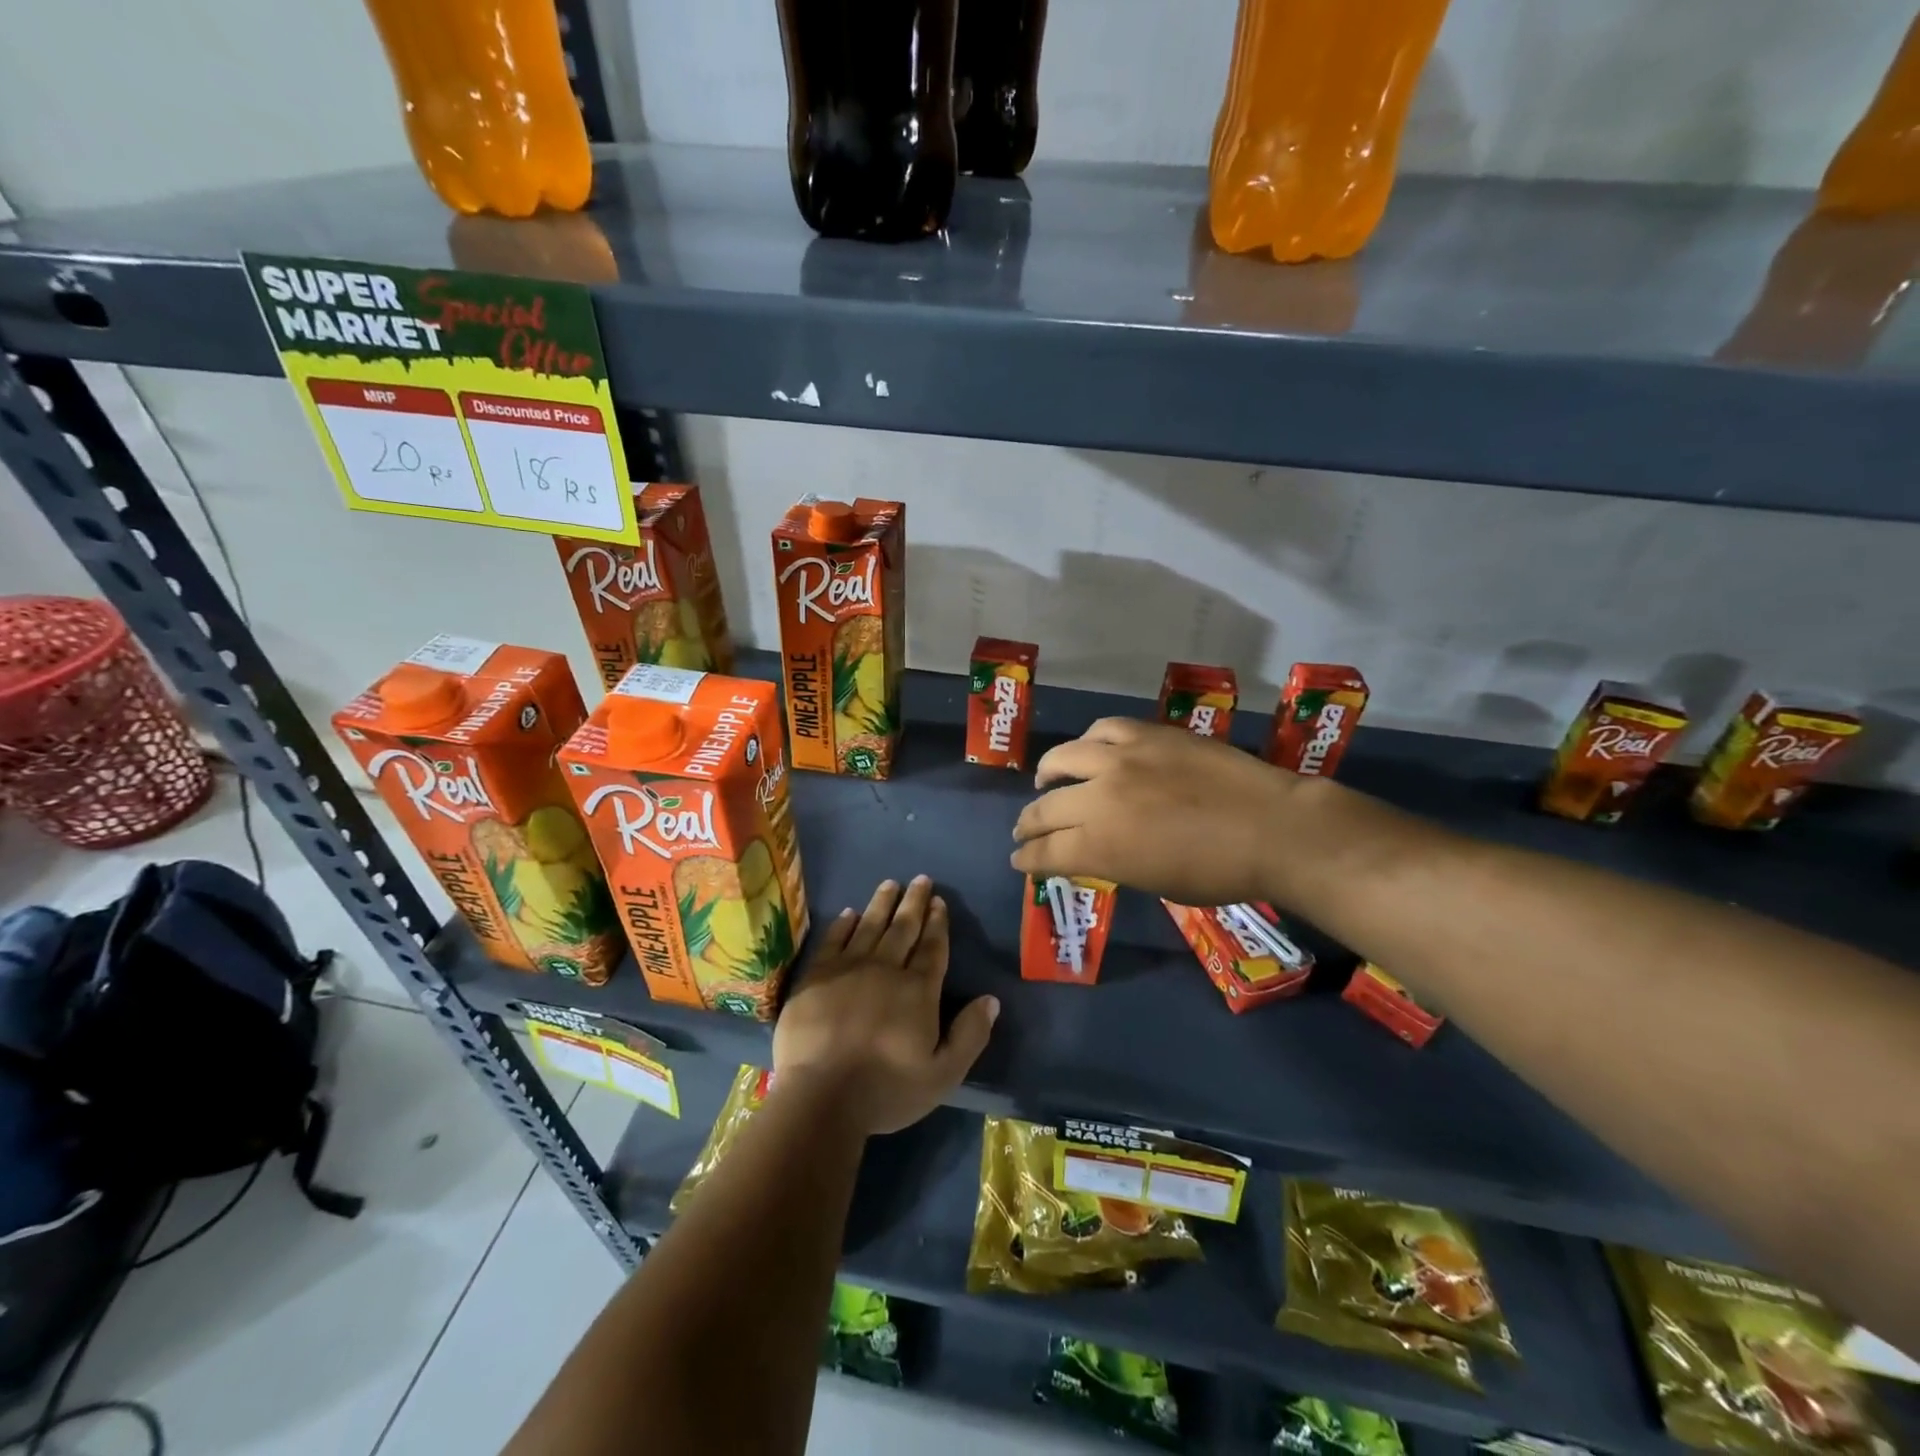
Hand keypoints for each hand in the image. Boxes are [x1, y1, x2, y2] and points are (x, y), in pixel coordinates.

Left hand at [773, 876, 998, 1136]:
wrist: (821, 1097)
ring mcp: (848, 969)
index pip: (933, 948)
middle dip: (914, 902)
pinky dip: (843, 924)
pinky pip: (833, 940)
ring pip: (870, 926)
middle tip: (921, 879)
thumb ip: (970, 1035)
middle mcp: (886, 969)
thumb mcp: (943, 1074)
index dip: (938, 923)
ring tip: (890, 883)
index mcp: (918, 990)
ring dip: (882, 903)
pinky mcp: (816, 976)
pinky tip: (849, 912)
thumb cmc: (886, 1090)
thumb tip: (991, 999)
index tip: (940, 901)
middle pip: (903, 928)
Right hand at [1011, 717, 1304, 905]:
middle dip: (1028, 825)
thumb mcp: (1155, 882)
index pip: (1045, 852)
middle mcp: (1099, 798)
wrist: (1272, 828)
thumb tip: (1094, 851)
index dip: (1026, 858)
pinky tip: (1089, 751)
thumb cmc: (1219, 872)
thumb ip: (1113, 863)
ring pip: (1062, 759)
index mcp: (1099, 847)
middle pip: (1045, 809)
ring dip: (1047, 775)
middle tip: (1024, 831)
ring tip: (1045, 781)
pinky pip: (1102, 731)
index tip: (1019, 859)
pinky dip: (1088, 744)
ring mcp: (1121, 760)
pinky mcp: (1146, 734)